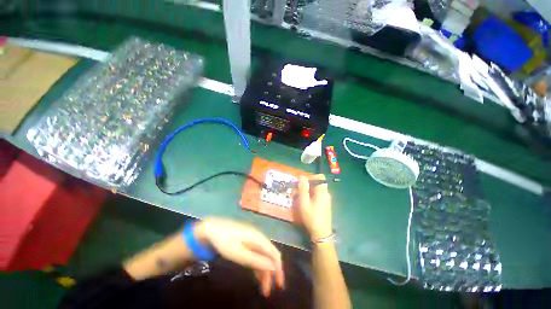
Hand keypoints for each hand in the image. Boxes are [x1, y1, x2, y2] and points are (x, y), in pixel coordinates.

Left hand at [194, 218, 283, 296]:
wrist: (212, 230)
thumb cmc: (225, 241)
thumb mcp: (239, 254)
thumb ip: (256, 260)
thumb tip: (273, 266)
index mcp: (259, 239)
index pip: (274, 254)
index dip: (278, 269)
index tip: (279, 284)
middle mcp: (259, 238)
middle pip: (270, 255)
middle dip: (273, 272)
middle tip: (270, 289)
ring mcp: (253, 240)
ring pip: (264, 256)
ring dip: (265, 271)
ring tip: (263, 288)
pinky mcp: (247, 242)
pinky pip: (257, 255)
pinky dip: (258, 266)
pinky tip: (257, 276)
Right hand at [296, 174, 332, 240]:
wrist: (321, 234)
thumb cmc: (311, 217)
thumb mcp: (304, 202)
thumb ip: (303, 188)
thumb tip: (302, 176)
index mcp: (322, 191)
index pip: (320, 177)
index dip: (311, 177)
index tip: (302, 183)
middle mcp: (326, 193)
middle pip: (317, 183)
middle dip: (307, 185)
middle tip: (298, 191)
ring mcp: (326, 199)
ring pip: (316, 190)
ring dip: (307, 191)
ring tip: (299, 198)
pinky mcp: (325, 204)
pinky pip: (318, 195)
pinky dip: (311, 196)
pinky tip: (305, 203)